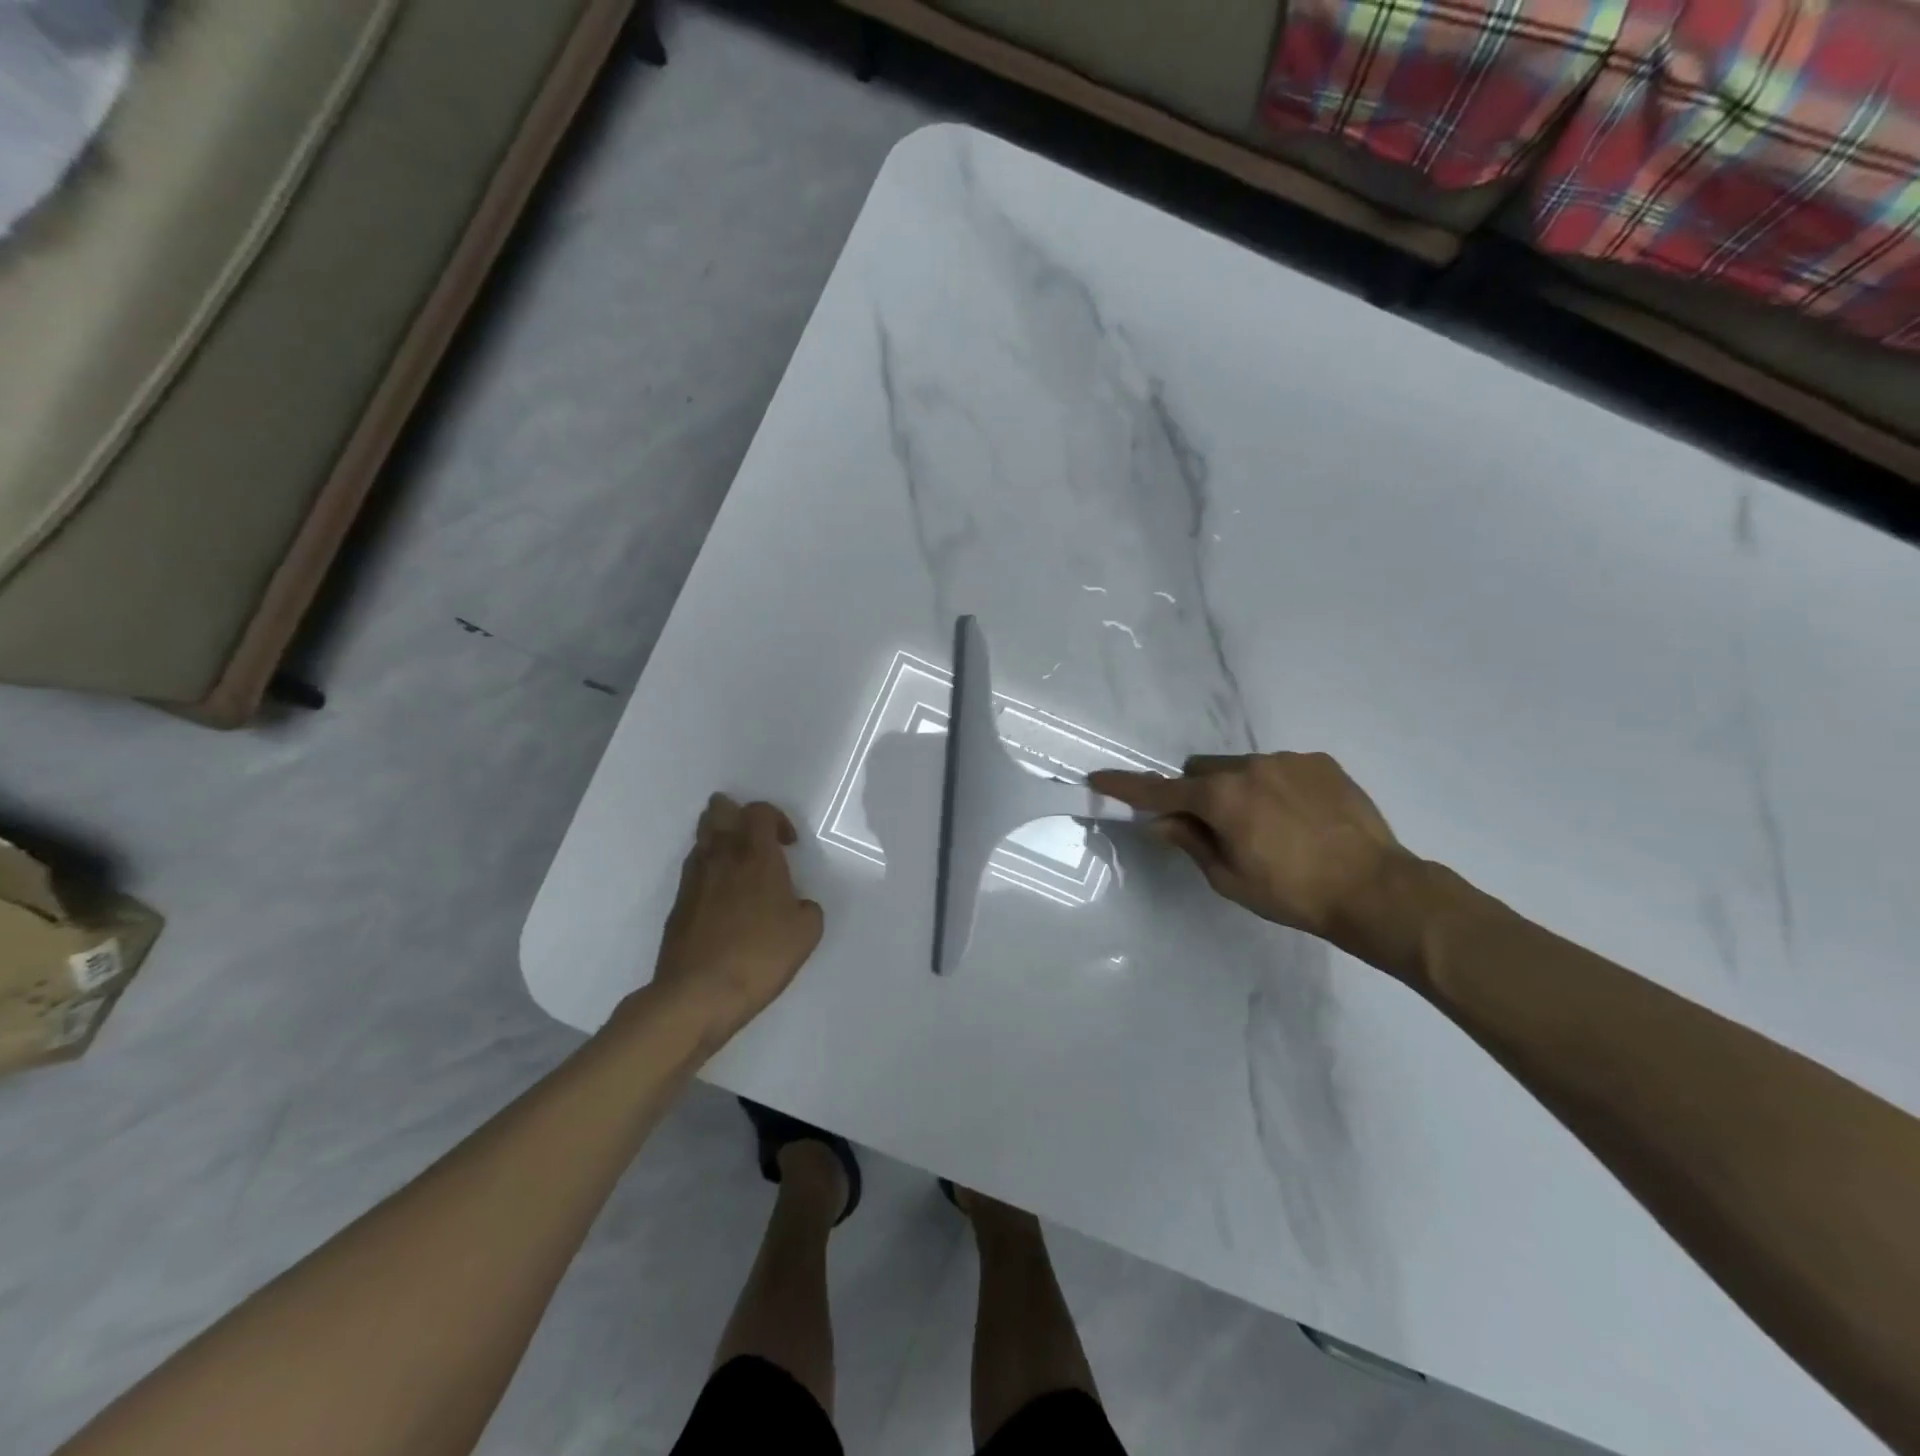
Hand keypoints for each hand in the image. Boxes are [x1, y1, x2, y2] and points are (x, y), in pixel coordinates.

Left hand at [651, 795, 824, 1040]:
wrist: (697, 994)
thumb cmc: (759, 957)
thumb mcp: (806, 933)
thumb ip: (807, 908)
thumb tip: (797, 905)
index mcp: (757, 857)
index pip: (759, 812)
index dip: (776, 818)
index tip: (789, 845)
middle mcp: (722, 858)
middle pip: (719, 811)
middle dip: (736, 813)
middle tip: (754, 838)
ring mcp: (693, 880)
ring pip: (702, 838)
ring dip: (720, 840)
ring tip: (738, 865)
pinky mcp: (677, 904)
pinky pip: (693, 870)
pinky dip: (708, 870)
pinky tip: (721, 897)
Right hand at [1089, 752, 1410, 947]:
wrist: (1375, 889)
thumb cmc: (1293, 894)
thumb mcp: (1229, 878)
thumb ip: (1190, 842)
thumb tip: (1161, 821)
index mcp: (1221, 797)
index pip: (1160, 790)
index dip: (1127, 786)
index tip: (1099, 778)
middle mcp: (1249, 767)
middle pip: (1201, 770)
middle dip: (1197, 793)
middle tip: (1217, 828)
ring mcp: (1288, 760)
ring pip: (1241, 767)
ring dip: (1238, 789)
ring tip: (1271, 827)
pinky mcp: (1320, 762)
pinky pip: (1279, 767)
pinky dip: (1275, 787)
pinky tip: (1301, 818)